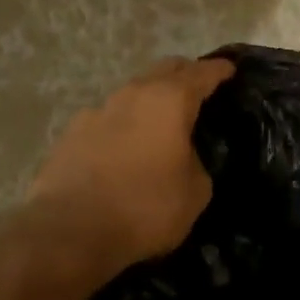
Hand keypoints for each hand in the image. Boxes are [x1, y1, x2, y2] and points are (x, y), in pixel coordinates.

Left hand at [29, 56, 235, 276]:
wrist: (72, 230)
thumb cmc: (146, 209)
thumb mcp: (195, 193)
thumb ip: (196, 163)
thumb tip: (184, 157)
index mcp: (169, 102)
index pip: (201, 74)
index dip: (218, 71)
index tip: (229, 69)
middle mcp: (131, 95)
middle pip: (163, 72)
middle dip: (183, 75)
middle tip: (198, 88)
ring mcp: (95, 112)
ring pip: (132, 95)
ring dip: (149, 102)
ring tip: (160, 122)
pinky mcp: (70, 135)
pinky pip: (106, 121)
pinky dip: (122, 127)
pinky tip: (124, 147)